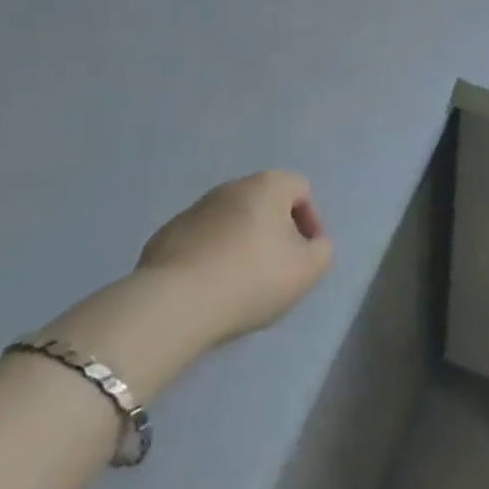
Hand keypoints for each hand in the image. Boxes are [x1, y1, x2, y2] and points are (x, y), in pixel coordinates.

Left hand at [40, 172, 331, 395]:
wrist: (176, 303)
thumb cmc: (251, 279)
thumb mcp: (307, 271)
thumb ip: (322, 251)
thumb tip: (313, 244)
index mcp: (268, 185)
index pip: (301, 189)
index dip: (311, 220)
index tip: (305, 255)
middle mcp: (232, 186)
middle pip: (265, 203)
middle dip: (275, 232)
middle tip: (276, 270)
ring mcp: (195, 209)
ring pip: (231, 221)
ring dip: (241, 243)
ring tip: (240, 283)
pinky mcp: (166, 234)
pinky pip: (200, 241)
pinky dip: (210, 256)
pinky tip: (209, 288)